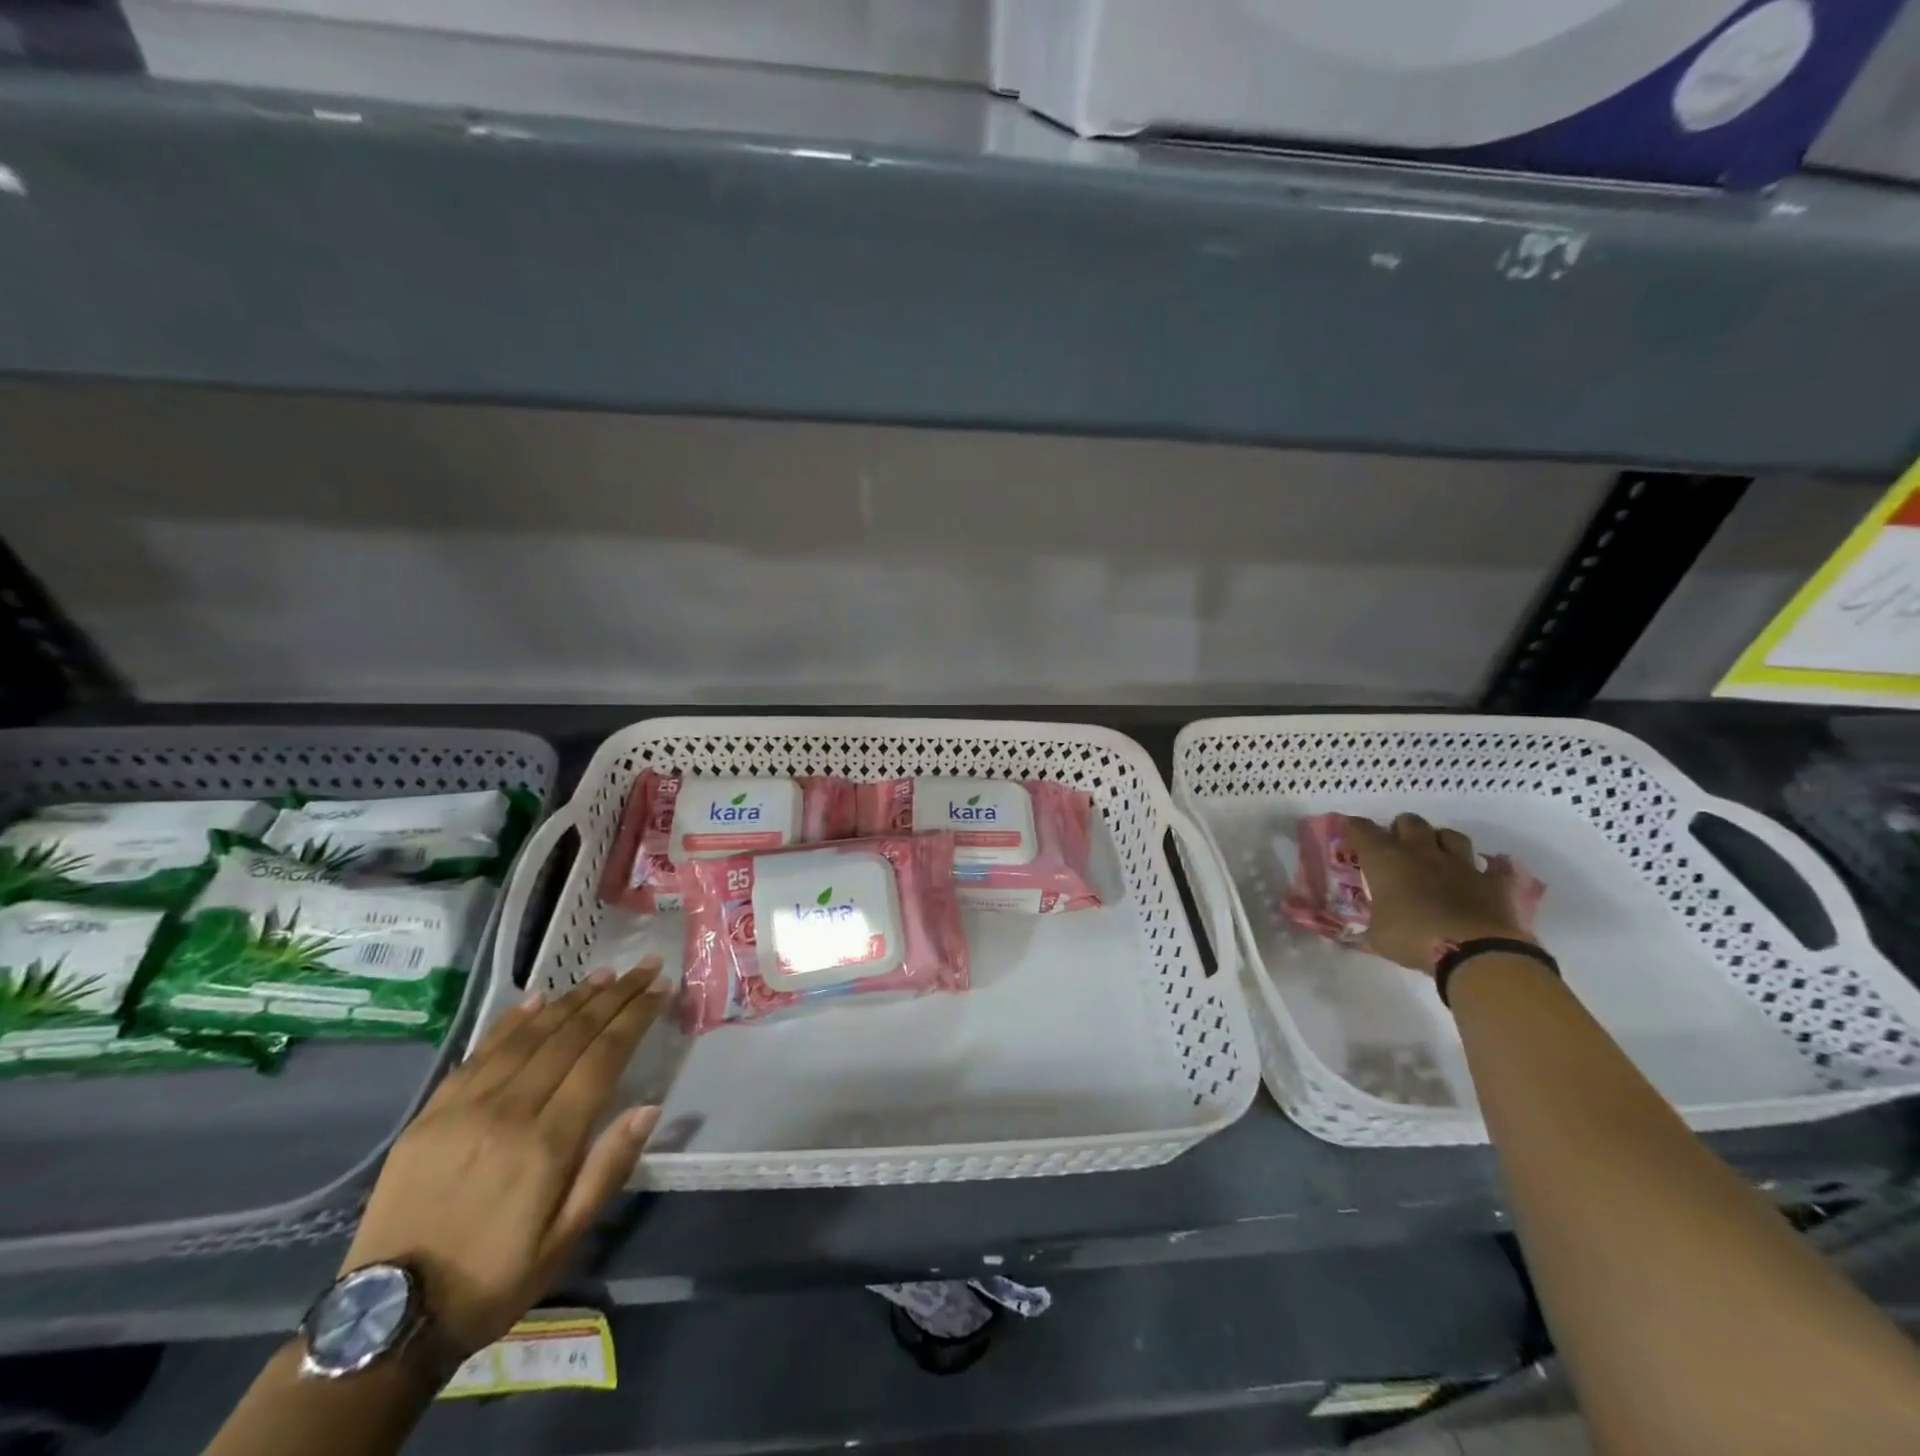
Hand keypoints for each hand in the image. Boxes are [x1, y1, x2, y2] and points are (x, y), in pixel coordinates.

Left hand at [340, 958, 670, 1355]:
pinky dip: (513, 1020)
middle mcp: (509, 1110)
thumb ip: (608, 1168)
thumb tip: (649, 1107)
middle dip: (613, 996)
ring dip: (572, 999)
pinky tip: (537, 998)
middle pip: (572, 1035)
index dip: (635, 1017)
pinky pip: (481, 1052)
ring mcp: (465, 1107)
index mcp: (547, 1142)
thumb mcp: (565, 1239)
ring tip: (603, 974)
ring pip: (530, 1034)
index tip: (660, 987)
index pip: (603, 1057)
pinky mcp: (432, 1113)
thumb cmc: (495, 1278)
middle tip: (643, 967)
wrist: (388, 1319)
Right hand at [1342, 814, 1535, 975]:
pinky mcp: (1492, 881)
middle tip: (1395, 849)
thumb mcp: (1377, 937)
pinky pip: (1493, 867)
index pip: (1362, 829)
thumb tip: (1360, 934)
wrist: (1474, 951)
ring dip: (1440, 841)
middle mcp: (1421, 852)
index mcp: (1385, 860)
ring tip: (1435, 856)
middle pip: (1409, 821)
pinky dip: (1486, 871)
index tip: (1349, 835)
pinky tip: (1480, 878)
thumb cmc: (1412, 938)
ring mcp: (1460, 864)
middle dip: (1400, 830)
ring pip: (1450, 835)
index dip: (1353, 829)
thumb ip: (1370, 927)